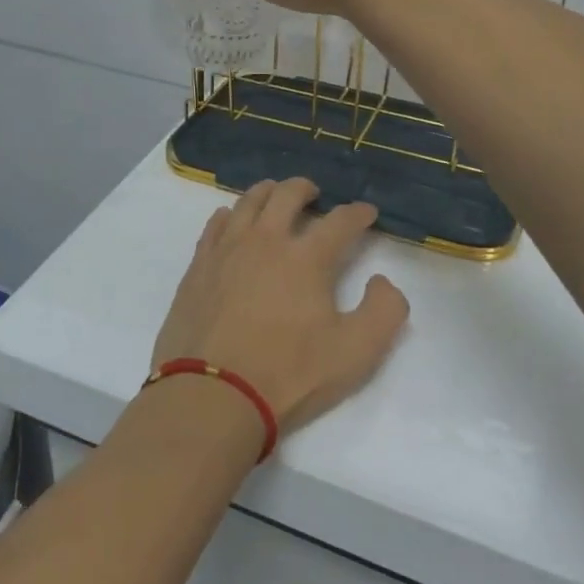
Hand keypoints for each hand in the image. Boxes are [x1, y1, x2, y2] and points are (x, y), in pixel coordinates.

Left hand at [151, 177, 410, 433]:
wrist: (212, 395)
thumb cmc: (288, 375)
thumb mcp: (356, 353)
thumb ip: (384, 311)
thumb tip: (382, 280)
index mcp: (307, 258)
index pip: (340, 221)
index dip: (358, 213)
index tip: (367, 213)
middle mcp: (266, 240)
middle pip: (287, 194)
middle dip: (307, 189)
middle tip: (315, 195)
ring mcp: (227, 249)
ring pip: (248, 201)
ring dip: (268, 192)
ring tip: (275, 197)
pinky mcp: (199, 265)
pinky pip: (216, 224)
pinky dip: (231, 215)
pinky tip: (233, 221)